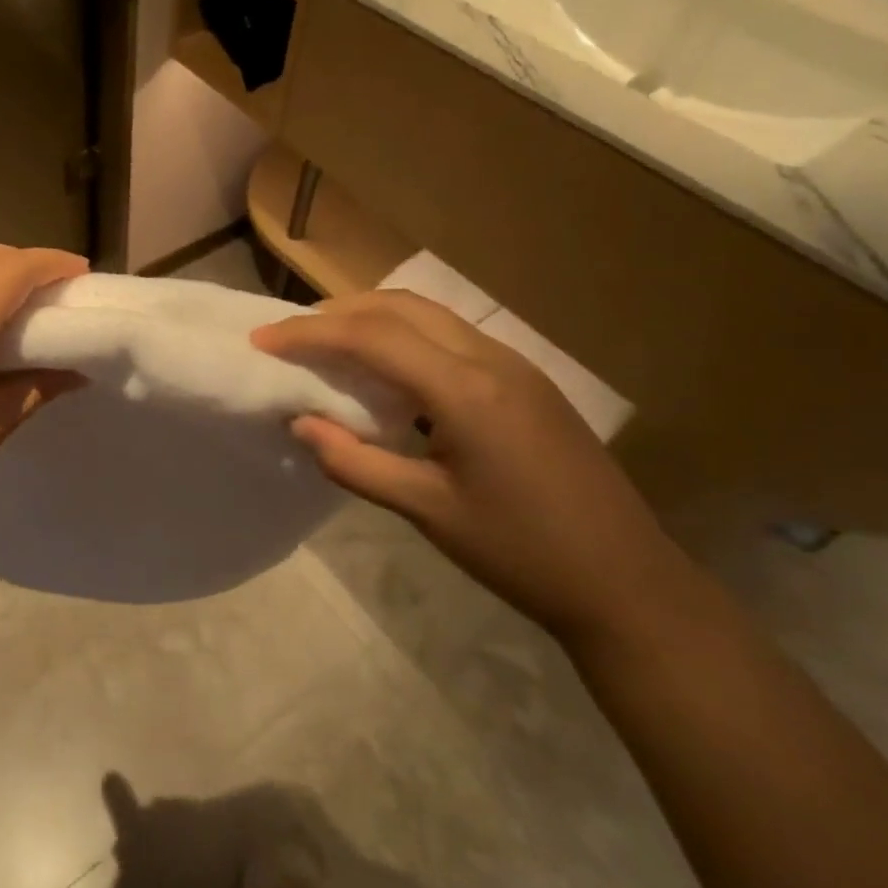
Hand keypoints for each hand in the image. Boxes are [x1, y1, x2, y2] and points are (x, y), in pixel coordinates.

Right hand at [252, 291, 693, 643]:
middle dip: (337, 312)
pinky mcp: (525, 382)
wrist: (625, 581)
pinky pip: (450, 338)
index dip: (309, 334)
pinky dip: (403, 338)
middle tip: (289, 337)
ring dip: (371, 319)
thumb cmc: (521, 551)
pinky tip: (386, 373)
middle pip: (400, 306)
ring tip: (327, 347)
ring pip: (428, 315)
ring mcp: (514, 366)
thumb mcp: (427, 512)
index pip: (372, 337)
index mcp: (465, 390)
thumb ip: (356, 463)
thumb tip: (301, 424)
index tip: (261, 340)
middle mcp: (490, 360)